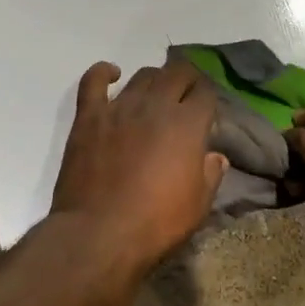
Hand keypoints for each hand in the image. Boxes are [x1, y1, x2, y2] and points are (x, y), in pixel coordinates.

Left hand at [50, 60, 227, 283]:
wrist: (99, 233)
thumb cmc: (156, 223)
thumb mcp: (198, 206)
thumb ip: (210, 174)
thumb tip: (215, 156)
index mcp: (188, 124)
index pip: (206, 93)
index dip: (209, 98)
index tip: (206, 112)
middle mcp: (156, 105)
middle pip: (177, 72)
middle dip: (187, 80)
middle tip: (186, 96)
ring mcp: (119, 107)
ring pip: (142, 75)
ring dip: (154, 79)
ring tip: (155, 94)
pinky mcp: (89, 116)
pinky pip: (94, 81)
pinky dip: (103, 72)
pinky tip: (112, 74)